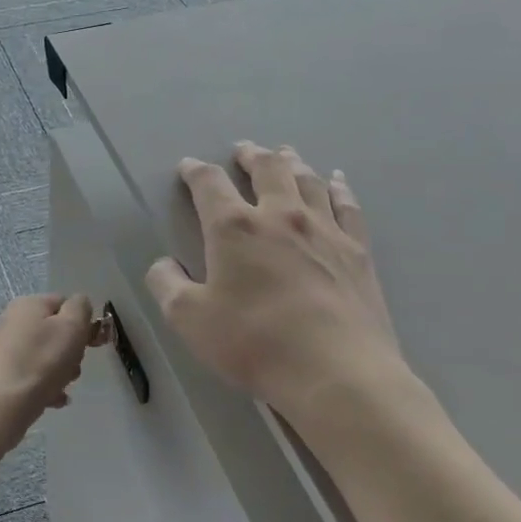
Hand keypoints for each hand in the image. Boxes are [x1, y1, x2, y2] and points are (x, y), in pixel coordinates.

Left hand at [0, 293, 95, 433]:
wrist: (2, 403)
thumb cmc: (42, 361)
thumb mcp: (72, 327)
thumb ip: (80, 308)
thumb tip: (78, 304)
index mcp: (28, 304)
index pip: (64, 303)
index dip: (82, 323)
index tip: (90, 344)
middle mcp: (12, 320)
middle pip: (54, 331)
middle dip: (70, 351)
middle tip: (73, 367)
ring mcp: (2, 347)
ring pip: (44, 355)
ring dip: (59, 371)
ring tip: (60, 387)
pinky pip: (30, 374)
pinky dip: (43, 385)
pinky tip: (51, 400)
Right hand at [146, 142, 404, 416]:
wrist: (336, 372)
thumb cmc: (254, 343)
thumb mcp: (189, 320)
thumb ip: (166, 285)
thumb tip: (163, 264)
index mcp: (234, 228)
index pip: (209, 184)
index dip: (195, 172)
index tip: (188, 167)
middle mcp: (280, 216)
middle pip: (267, 169)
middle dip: (250, 156)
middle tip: (243, 150)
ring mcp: (324, 230)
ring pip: (307, 180)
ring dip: (291, 162)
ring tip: (284, 154)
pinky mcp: (357, 250)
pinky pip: (347, 205)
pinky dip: (338, 187)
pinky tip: (336, 180)